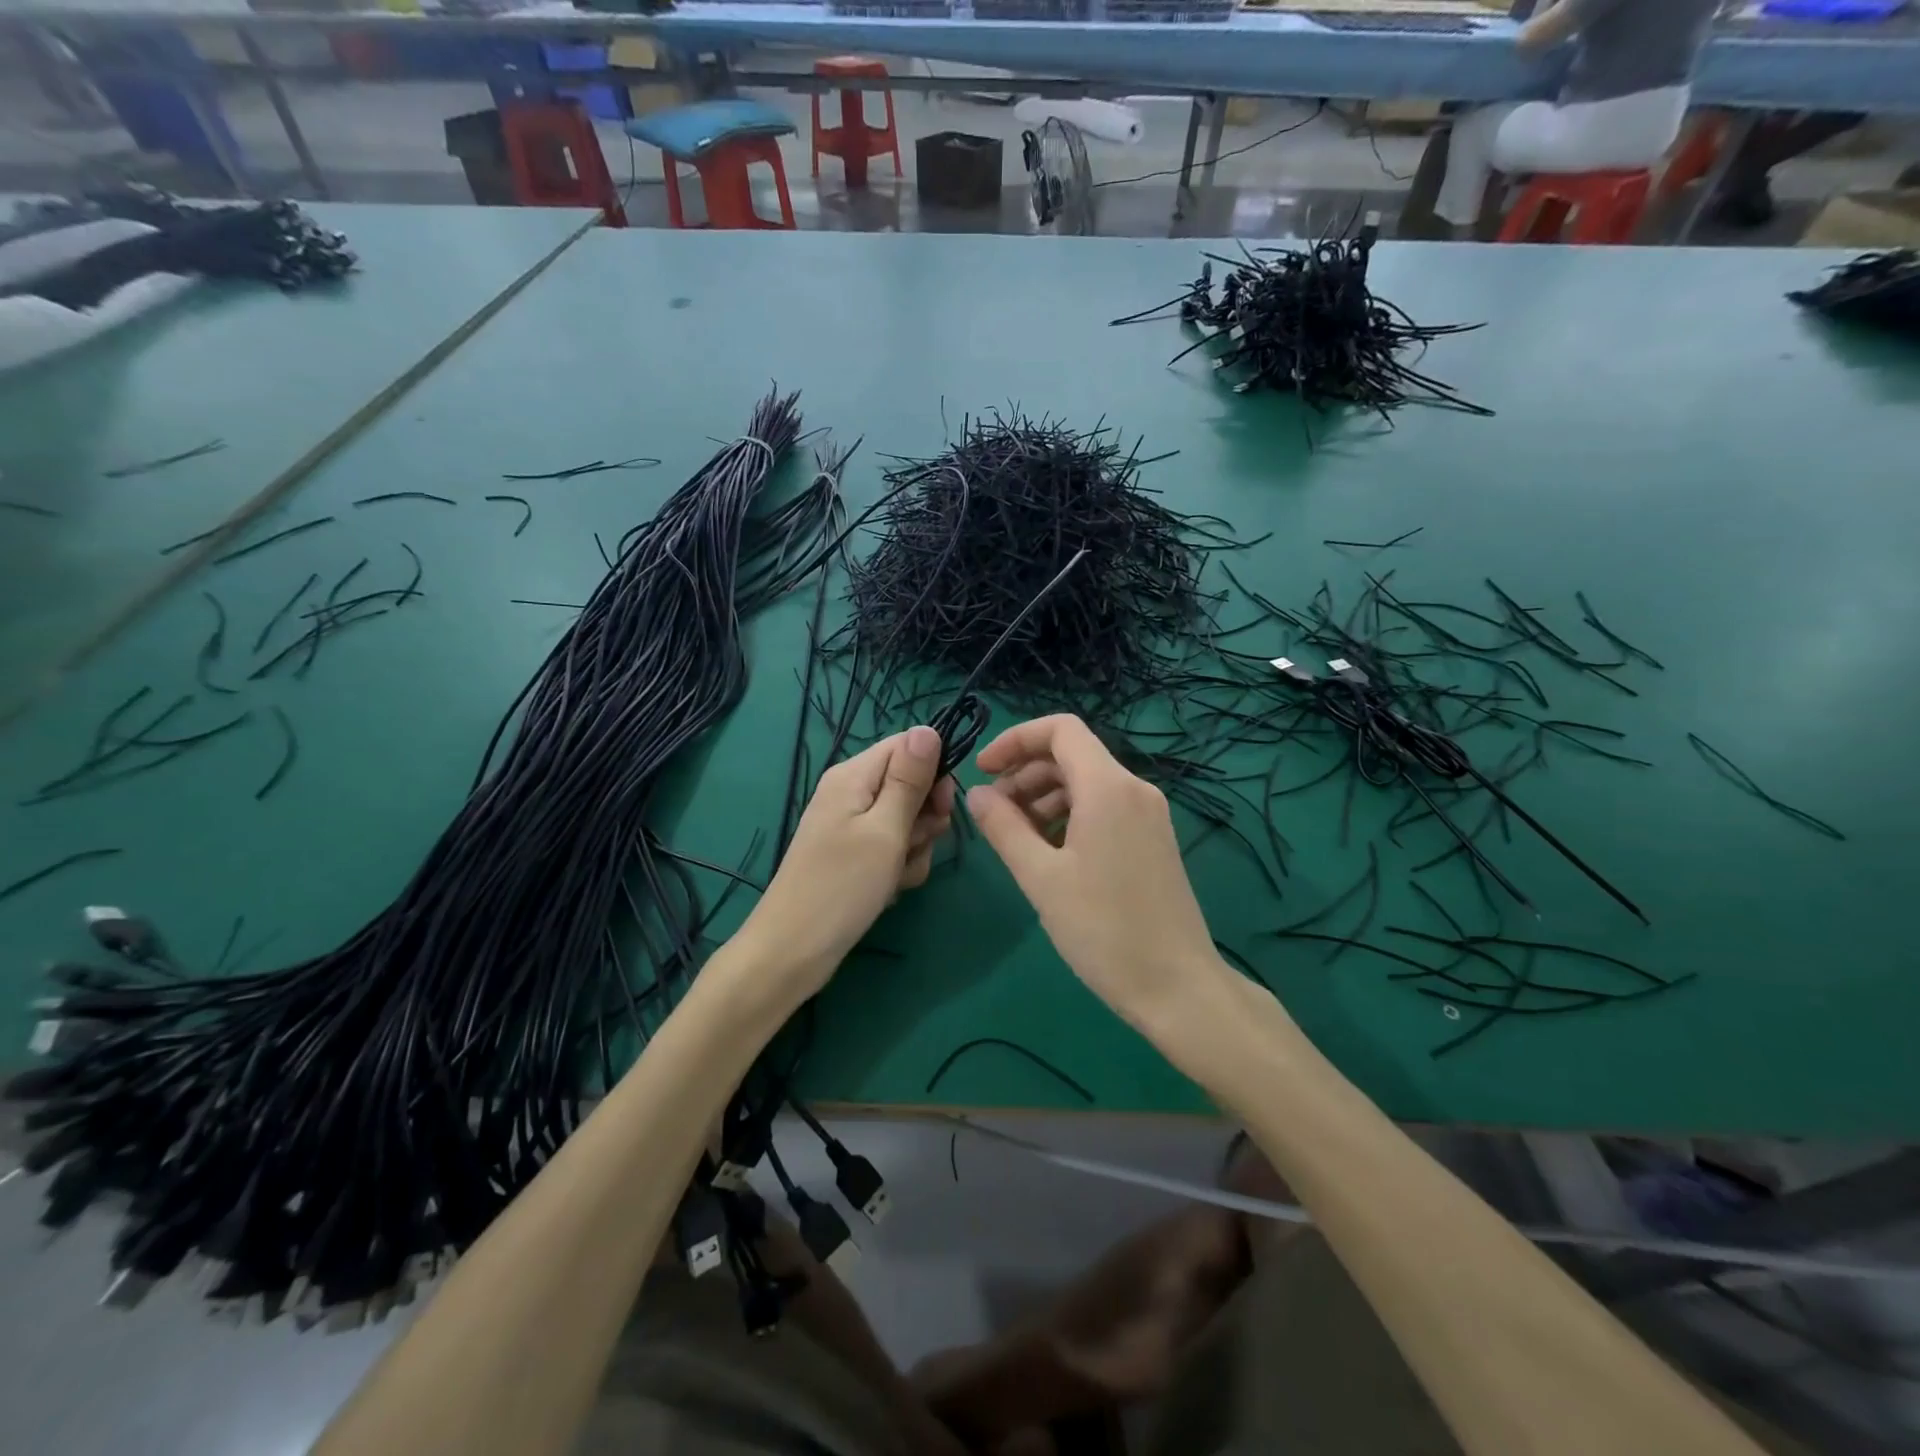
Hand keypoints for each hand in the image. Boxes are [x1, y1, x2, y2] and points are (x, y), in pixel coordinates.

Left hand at [735, 725, 953, 1003]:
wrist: (793, 951)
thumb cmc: (842, 886)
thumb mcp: (885, 829)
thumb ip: (909, 779)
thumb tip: (929, 728)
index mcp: (853, 775)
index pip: (907, 746)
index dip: (934, 771)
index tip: (944, 806)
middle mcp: (851, 793)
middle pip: (911, 784)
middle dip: (924, 817)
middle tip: (915, 843)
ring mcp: (852, 826)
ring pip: (907, 821)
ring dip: (914, 848)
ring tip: (896, 874)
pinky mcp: (855, 856)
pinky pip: (893, 848)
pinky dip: (900, 867)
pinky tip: (889, 889)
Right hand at [967, 714, 1226, 1029]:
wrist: (1177, 987)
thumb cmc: (1103, 929)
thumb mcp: (1041, 877)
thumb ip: (1003, 827)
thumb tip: (976, 794)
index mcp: (1108, 787)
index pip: (1060, 729)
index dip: (1016, 740)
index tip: (983, 770)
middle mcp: (1134, 789)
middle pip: (1071, 755)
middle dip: (1025, 773)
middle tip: (993, 813)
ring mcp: (1148, 815)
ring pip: (1086, 783)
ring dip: (1044, 797)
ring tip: (1016, 837)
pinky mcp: (1153, 840)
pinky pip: (1104, 808)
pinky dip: (1069, 815)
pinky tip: (1049, 852)